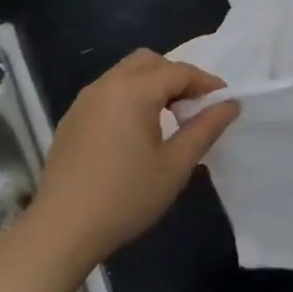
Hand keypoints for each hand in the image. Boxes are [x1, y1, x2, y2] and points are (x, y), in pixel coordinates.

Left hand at [29, 51, 239, 270]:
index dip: (207, 83)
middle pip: (149, 62)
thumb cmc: (126, 196)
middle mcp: (106, 85)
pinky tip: (137, 131)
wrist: (62, 229)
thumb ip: (205, 128)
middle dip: (177, 77)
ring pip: (125, 74)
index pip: (179, 71)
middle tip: (194, 107)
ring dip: (152, 85)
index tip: (225, 103)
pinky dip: (130, 97)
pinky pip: (108, 92)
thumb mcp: (176, 165)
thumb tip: (230, 104)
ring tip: (170, 118)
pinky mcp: (72, 119)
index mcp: (134, 91)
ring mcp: (84, 101)